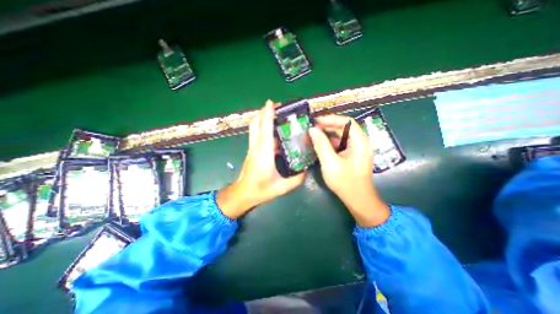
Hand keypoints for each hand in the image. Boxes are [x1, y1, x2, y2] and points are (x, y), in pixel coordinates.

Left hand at [215, 100, 305, 217]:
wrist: (242, 194)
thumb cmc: (260, 191)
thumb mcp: (281, 188)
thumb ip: (296, 179)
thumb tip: (306, 169)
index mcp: (263, 156)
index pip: (265, 131)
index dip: (267, 115)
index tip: (271, 103)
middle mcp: (256, 149)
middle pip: (255, 125)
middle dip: (263, 112)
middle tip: (275, 106)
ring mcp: (252, 149)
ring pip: (254, 128)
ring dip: (262, 118)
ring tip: (275, 114)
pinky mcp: (252, 151)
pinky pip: (256, 135)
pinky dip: (263, 128)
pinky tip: (273, 131)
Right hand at [311, 115, 389, 227]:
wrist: (357, 199)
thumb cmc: (345, 182)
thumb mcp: (330, 163)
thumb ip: (321, 145)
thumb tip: (312, 130)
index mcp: (360, 142)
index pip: (347, 122)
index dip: (331, 119)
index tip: (316, 121)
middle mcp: (360, 142)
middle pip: (344, 128)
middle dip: (328, 126)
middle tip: (312, 128)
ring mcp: (356, 149)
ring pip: (341, 136)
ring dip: (328, 134)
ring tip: (314, 134)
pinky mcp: (352, 155)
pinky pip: (340, 144)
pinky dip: (330, 142)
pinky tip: (320, 144)